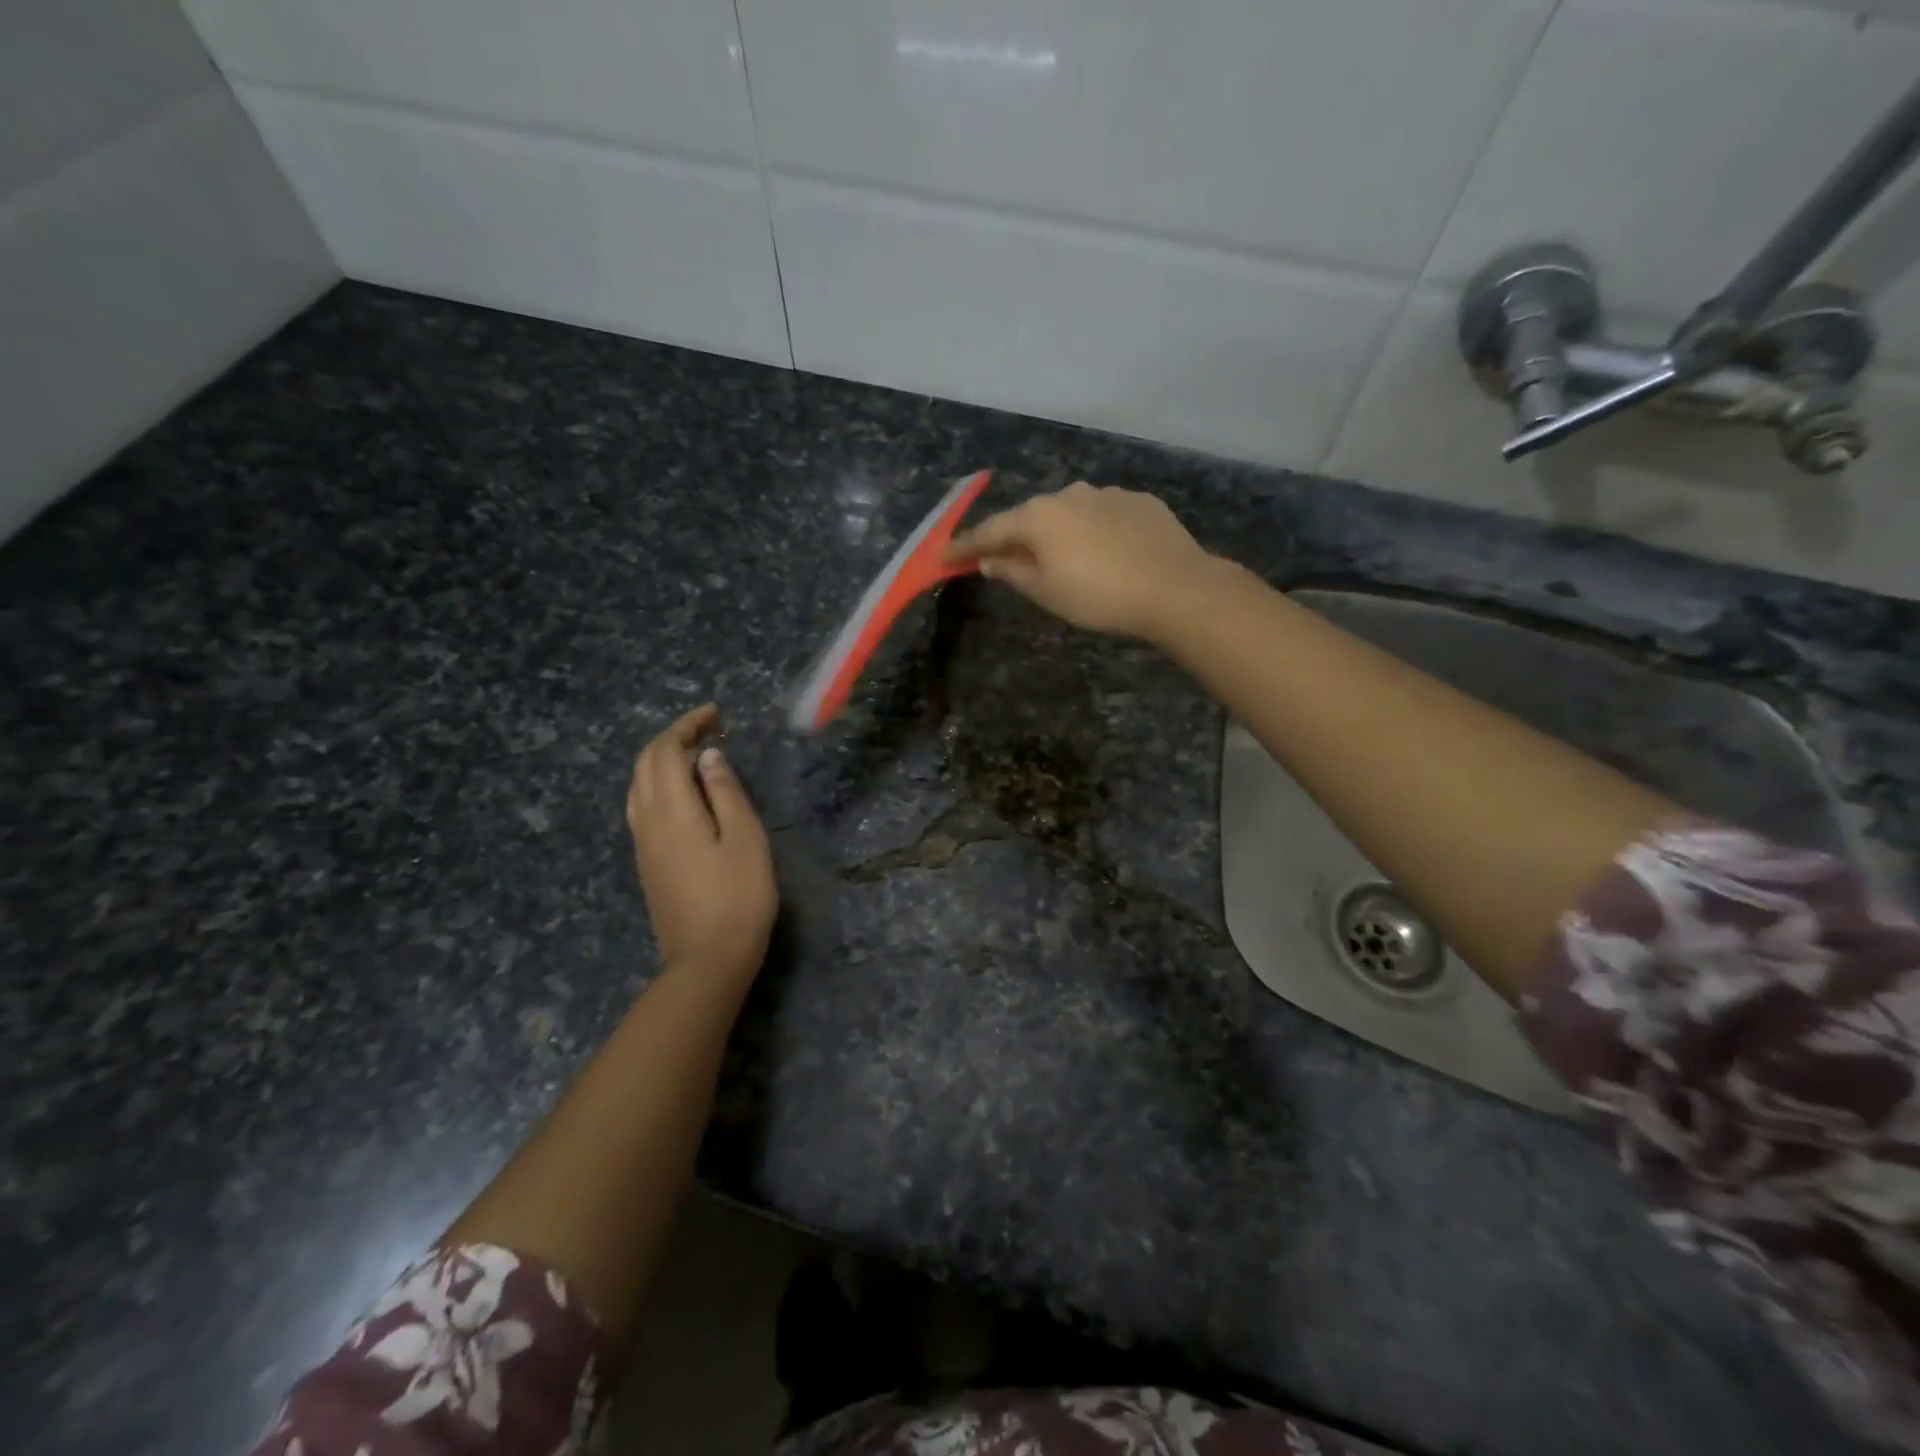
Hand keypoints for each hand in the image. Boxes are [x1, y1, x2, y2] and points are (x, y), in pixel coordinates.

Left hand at [626, 704, 777, 980]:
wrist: (707, 960)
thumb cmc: (738, 897)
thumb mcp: (746, 838)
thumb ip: (726, 792)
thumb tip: (708, 757)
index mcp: (672, 811)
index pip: (667, 752)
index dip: (687, 726)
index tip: (716, 715)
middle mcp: (647, 821)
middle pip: (646, 765)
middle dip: (673, 738)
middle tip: (709, 729)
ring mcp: (642, 845)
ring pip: (638, 786)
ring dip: (662, 761)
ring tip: (696, 756)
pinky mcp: (647, 863)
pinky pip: (641, 807)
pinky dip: (659, 785)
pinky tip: (684, 794)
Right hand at [947, 482, 1214, 639]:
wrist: (1176, 587)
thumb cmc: (1100, 596)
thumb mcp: (1047, 593)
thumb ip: (1013, 572)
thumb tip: (989, 560)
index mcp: (1039, 516)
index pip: (991, 530)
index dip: (966, 546)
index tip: (945, 558)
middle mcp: (1069, 494)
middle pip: (1030, 516)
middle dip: (1014, 536)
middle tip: (1002, 557)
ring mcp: (1107, 493)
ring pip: (1069, 512)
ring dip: (1056, 531)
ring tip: (1059, 556)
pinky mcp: (1139, 501)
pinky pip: (1102, 514)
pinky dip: (1092, 530)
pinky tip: (1103, 551)